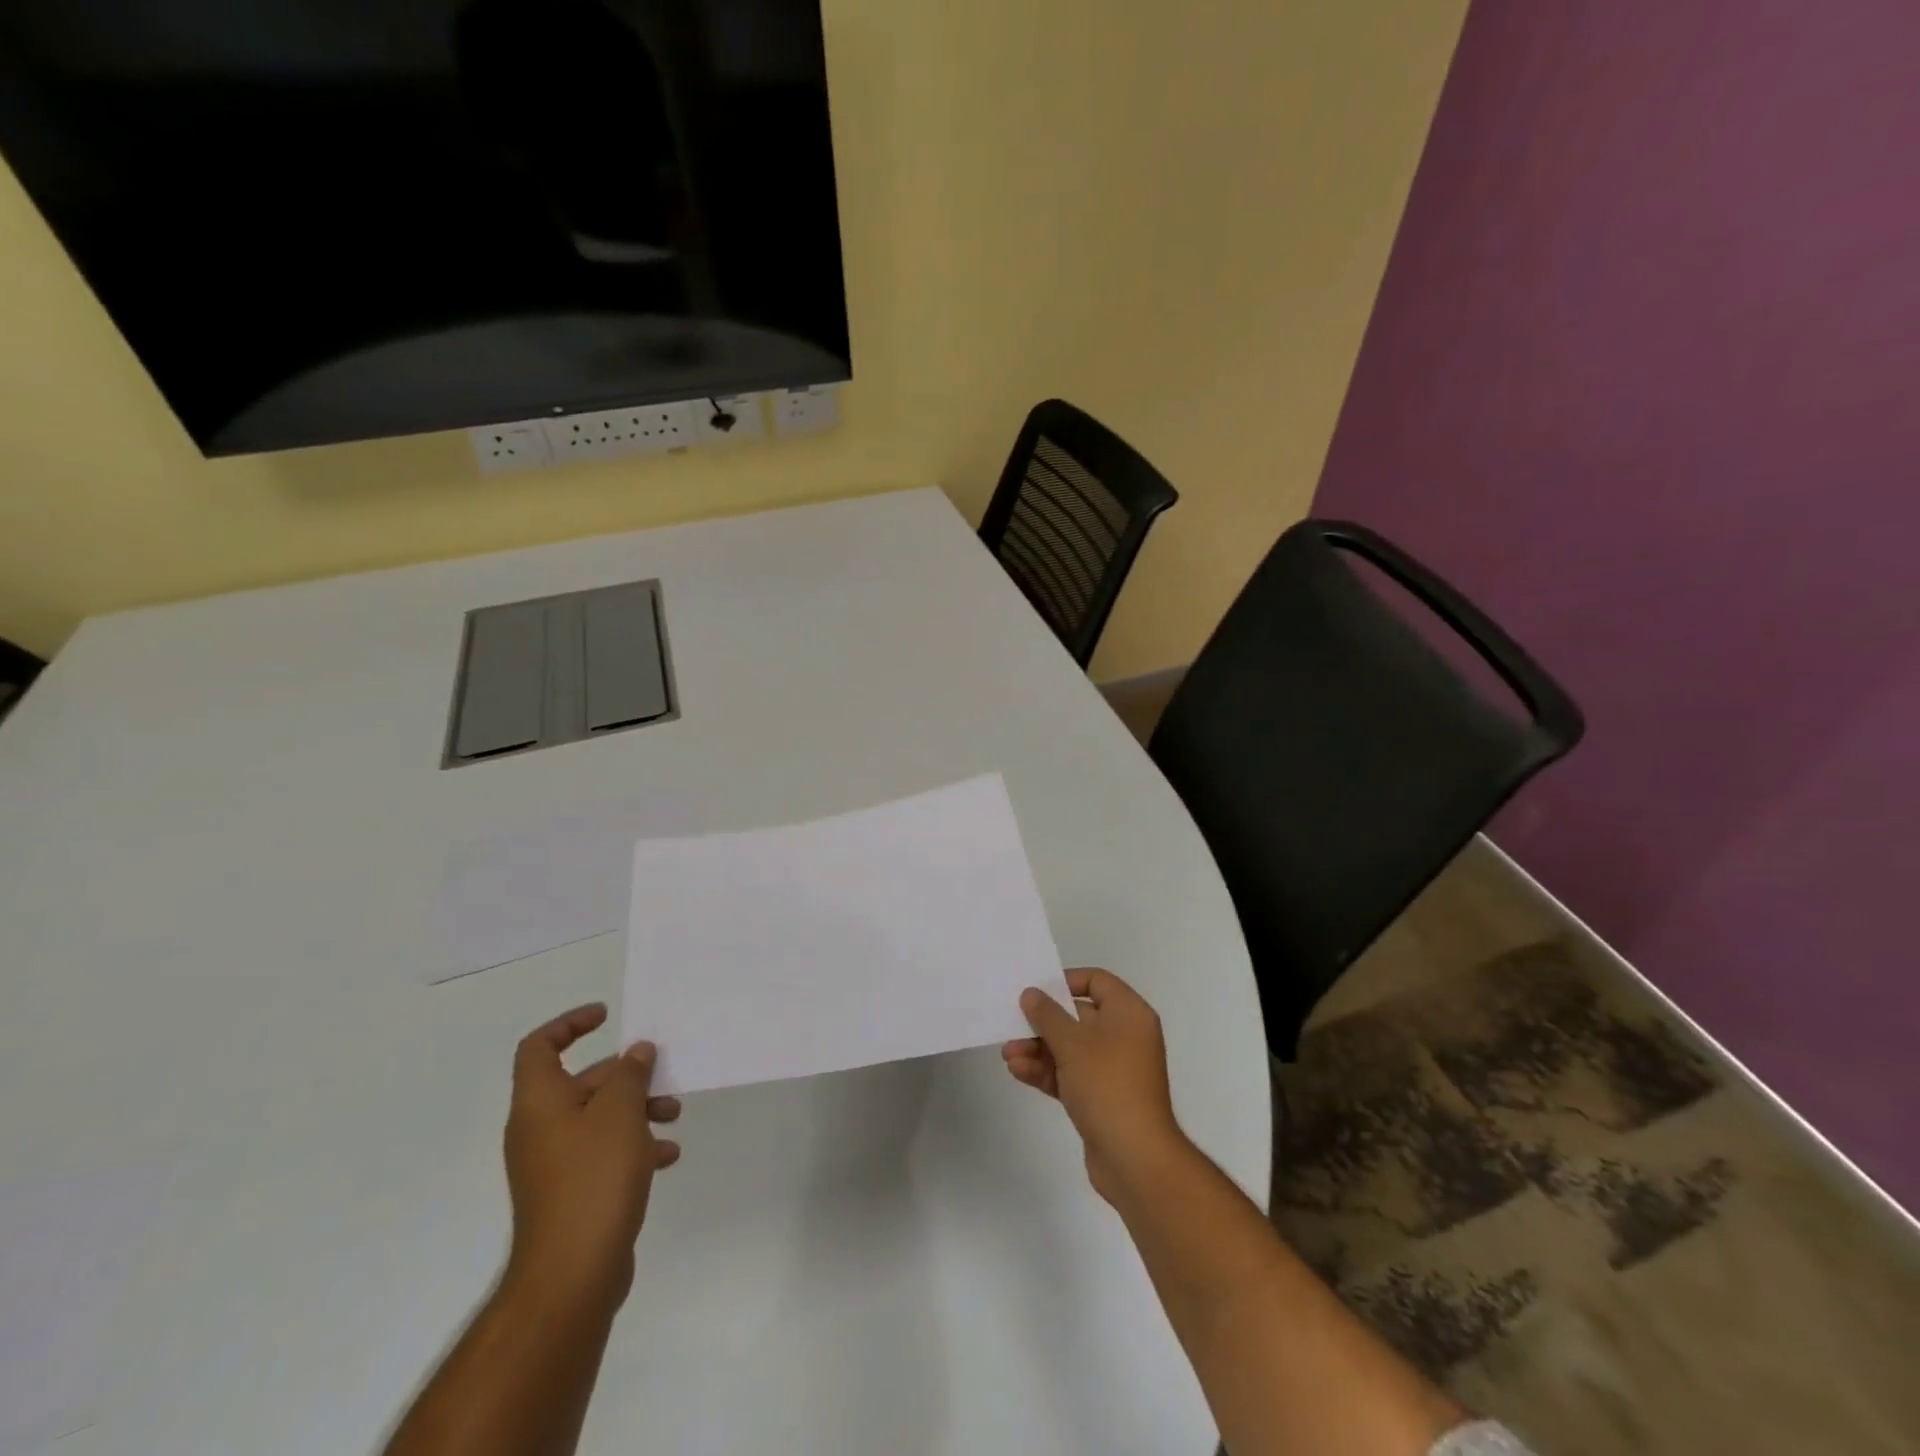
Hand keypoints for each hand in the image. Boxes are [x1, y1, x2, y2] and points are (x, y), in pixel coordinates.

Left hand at [503, 1004, 681, 1309]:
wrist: (572, 1274)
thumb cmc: (593, 1178)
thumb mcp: (620, 1112)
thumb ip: (630, 1074)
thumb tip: (636, 1053)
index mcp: (540, 1103)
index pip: (540, 1047)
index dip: (570, 1024)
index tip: (607, 1016)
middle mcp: (540, 1129)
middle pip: (582, 1082)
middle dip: (627, 1075)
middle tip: (663, 1075)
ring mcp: (554, 1164)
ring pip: (599, 1118)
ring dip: (638, 1109)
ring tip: (673, 1116)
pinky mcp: (572, 1192)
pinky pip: (604, 1152)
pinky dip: (634, 1146)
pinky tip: (667, 1156)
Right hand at [1001, 968, 1188, 1205]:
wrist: (1135, 1159)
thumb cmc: (1108, 1085)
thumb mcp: (1072, 1043)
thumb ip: (1047, 1015)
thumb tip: (1032, 994)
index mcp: (1129, 1014)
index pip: (1096, 981)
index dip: (1065, 981)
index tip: (1037, 991)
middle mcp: (1124, 1036)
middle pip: (1078, 1016)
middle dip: (1042, 1023)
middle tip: (1012, 1026)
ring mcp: (1113, 1069)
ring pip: (1070, 1048)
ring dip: (1038, 1049)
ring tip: (1008, 1055)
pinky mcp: (1101, 1097)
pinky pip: (1070, 1074)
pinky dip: (1047, 1071)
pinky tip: (1018, 1072)